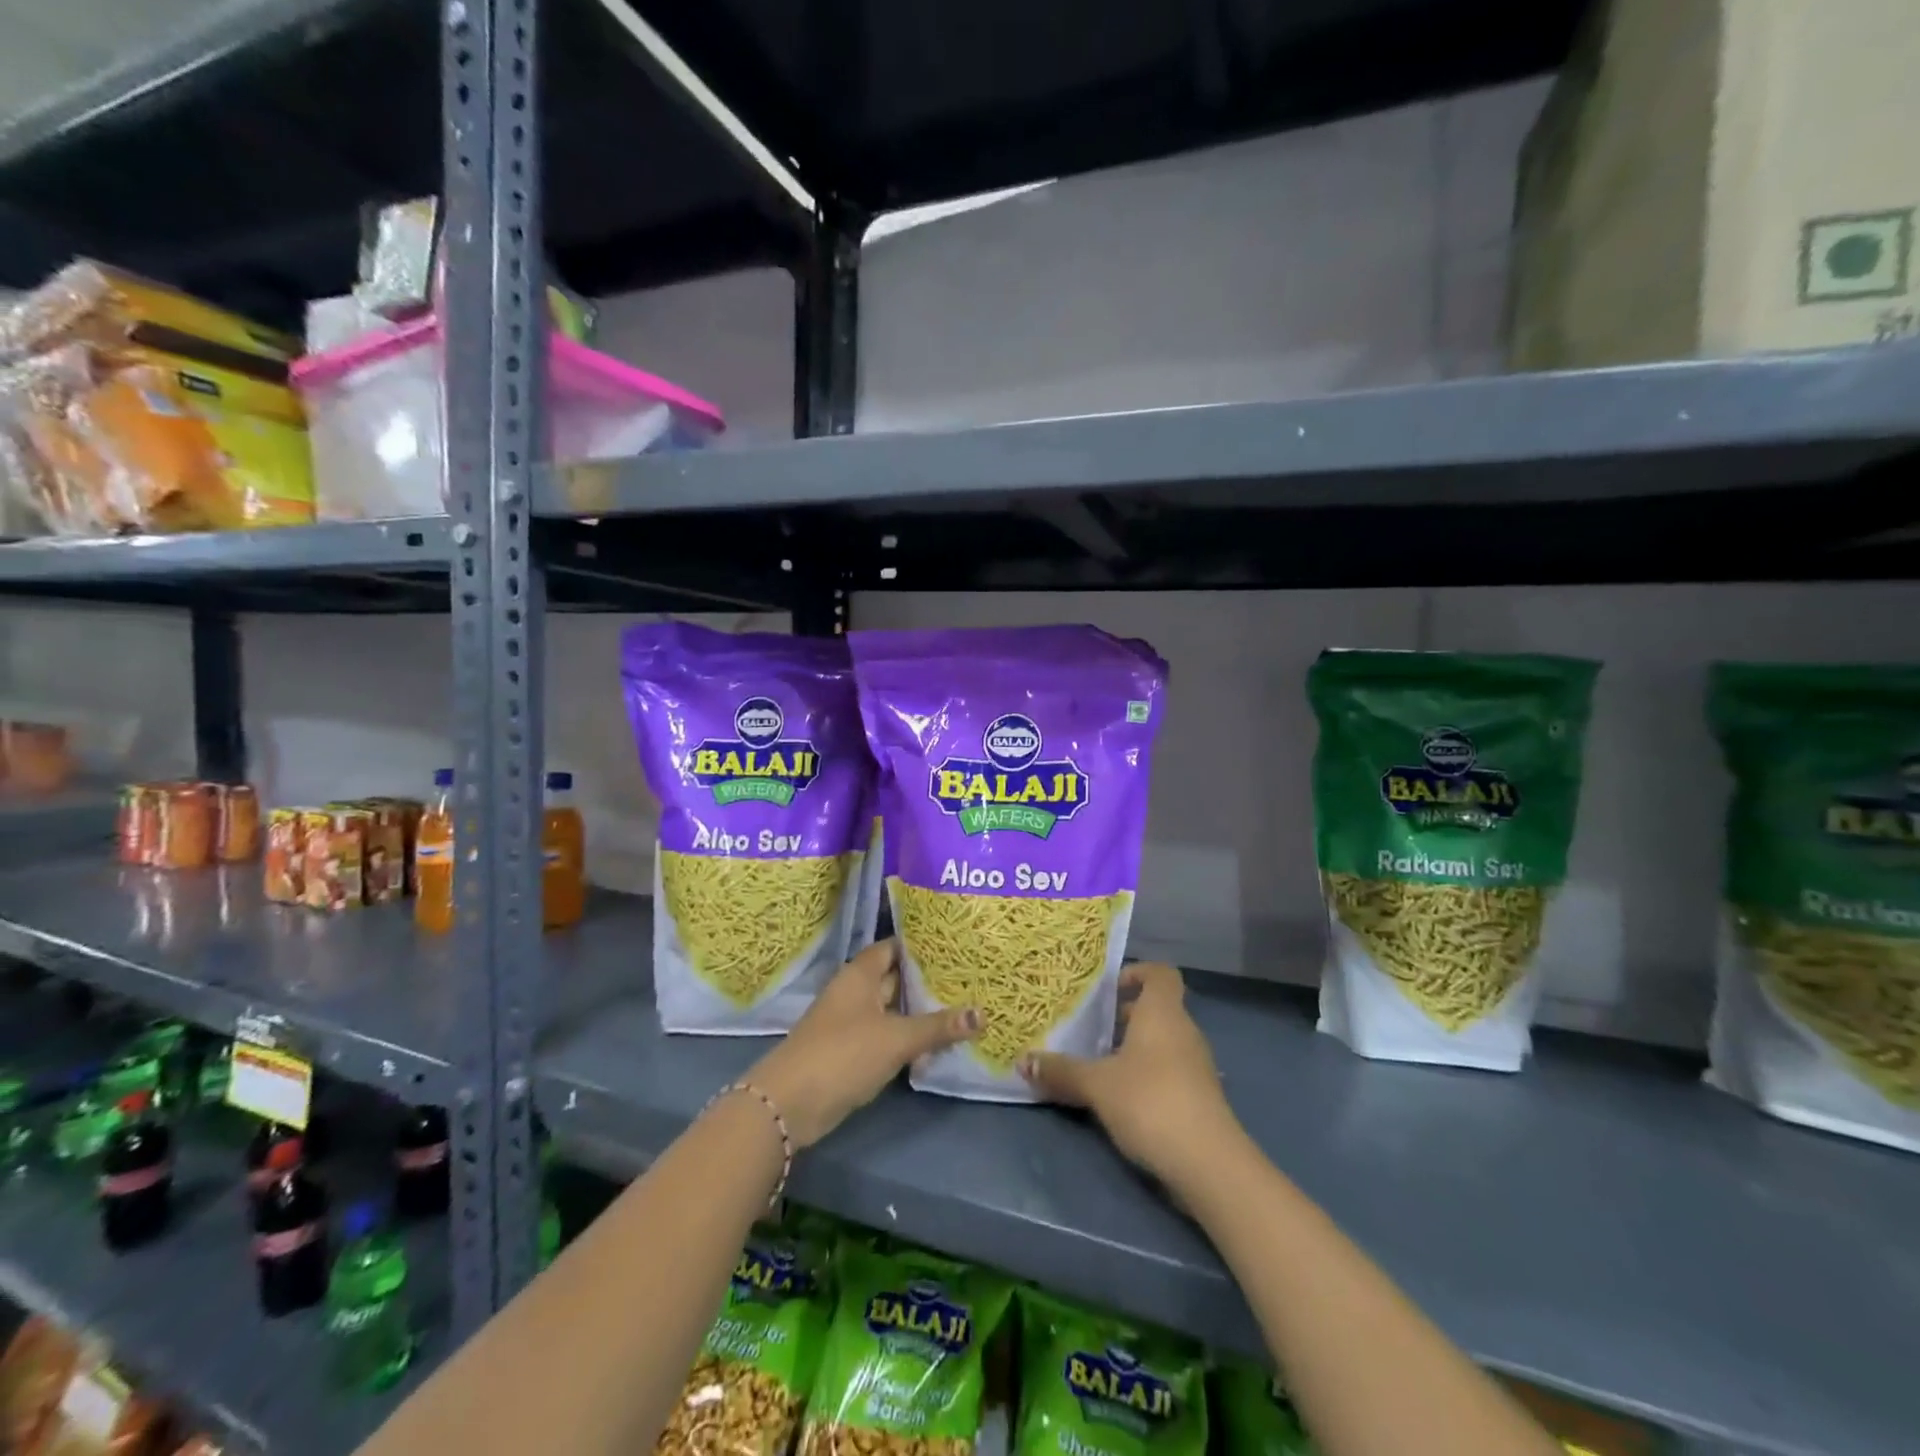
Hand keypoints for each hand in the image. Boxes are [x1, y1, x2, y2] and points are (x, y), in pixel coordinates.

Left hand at [746, 938, 979, 1147]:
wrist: (791, 1103)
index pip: (894, 947)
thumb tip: (982, 1014)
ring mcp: (852, 1022)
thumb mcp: (897, 1038)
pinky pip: (886, 1034)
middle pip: (895, 977)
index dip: (921, 945)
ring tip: (962, 1006)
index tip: (954, 945)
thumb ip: (938, 1026)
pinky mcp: (852, 1051)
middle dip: (926, 979)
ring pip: (892, 1009)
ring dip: (919, 1011)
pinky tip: (936, 1042)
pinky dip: (908, 1036)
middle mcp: (855, 991)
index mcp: (861, 974)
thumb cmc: (844, 1054)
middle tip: (968, 977)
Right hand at [1018, 963, 1239, 1188]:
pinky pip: (1170, 1071)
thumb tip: (1023, 1061)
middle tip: (1090, 1029)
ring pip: (1163, 1042)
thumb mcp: (1096, 1085)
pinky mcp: (1200, 1098)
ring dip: (1134, 1049)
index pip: (1161, 973)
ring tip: (1099, 1065)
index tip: (1109, 990)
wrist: (1209, 1164)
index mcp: (1162, 1013)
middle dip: (1125, 1016)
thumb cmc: (1150, 1102)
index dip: (1137, 973)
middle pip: (1157, 1009)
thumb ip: (1061, 1071)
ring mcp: (1196, 1066)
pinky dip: (1147, 1076)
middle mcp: (1184, 1031)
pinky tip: (1121, 1098)